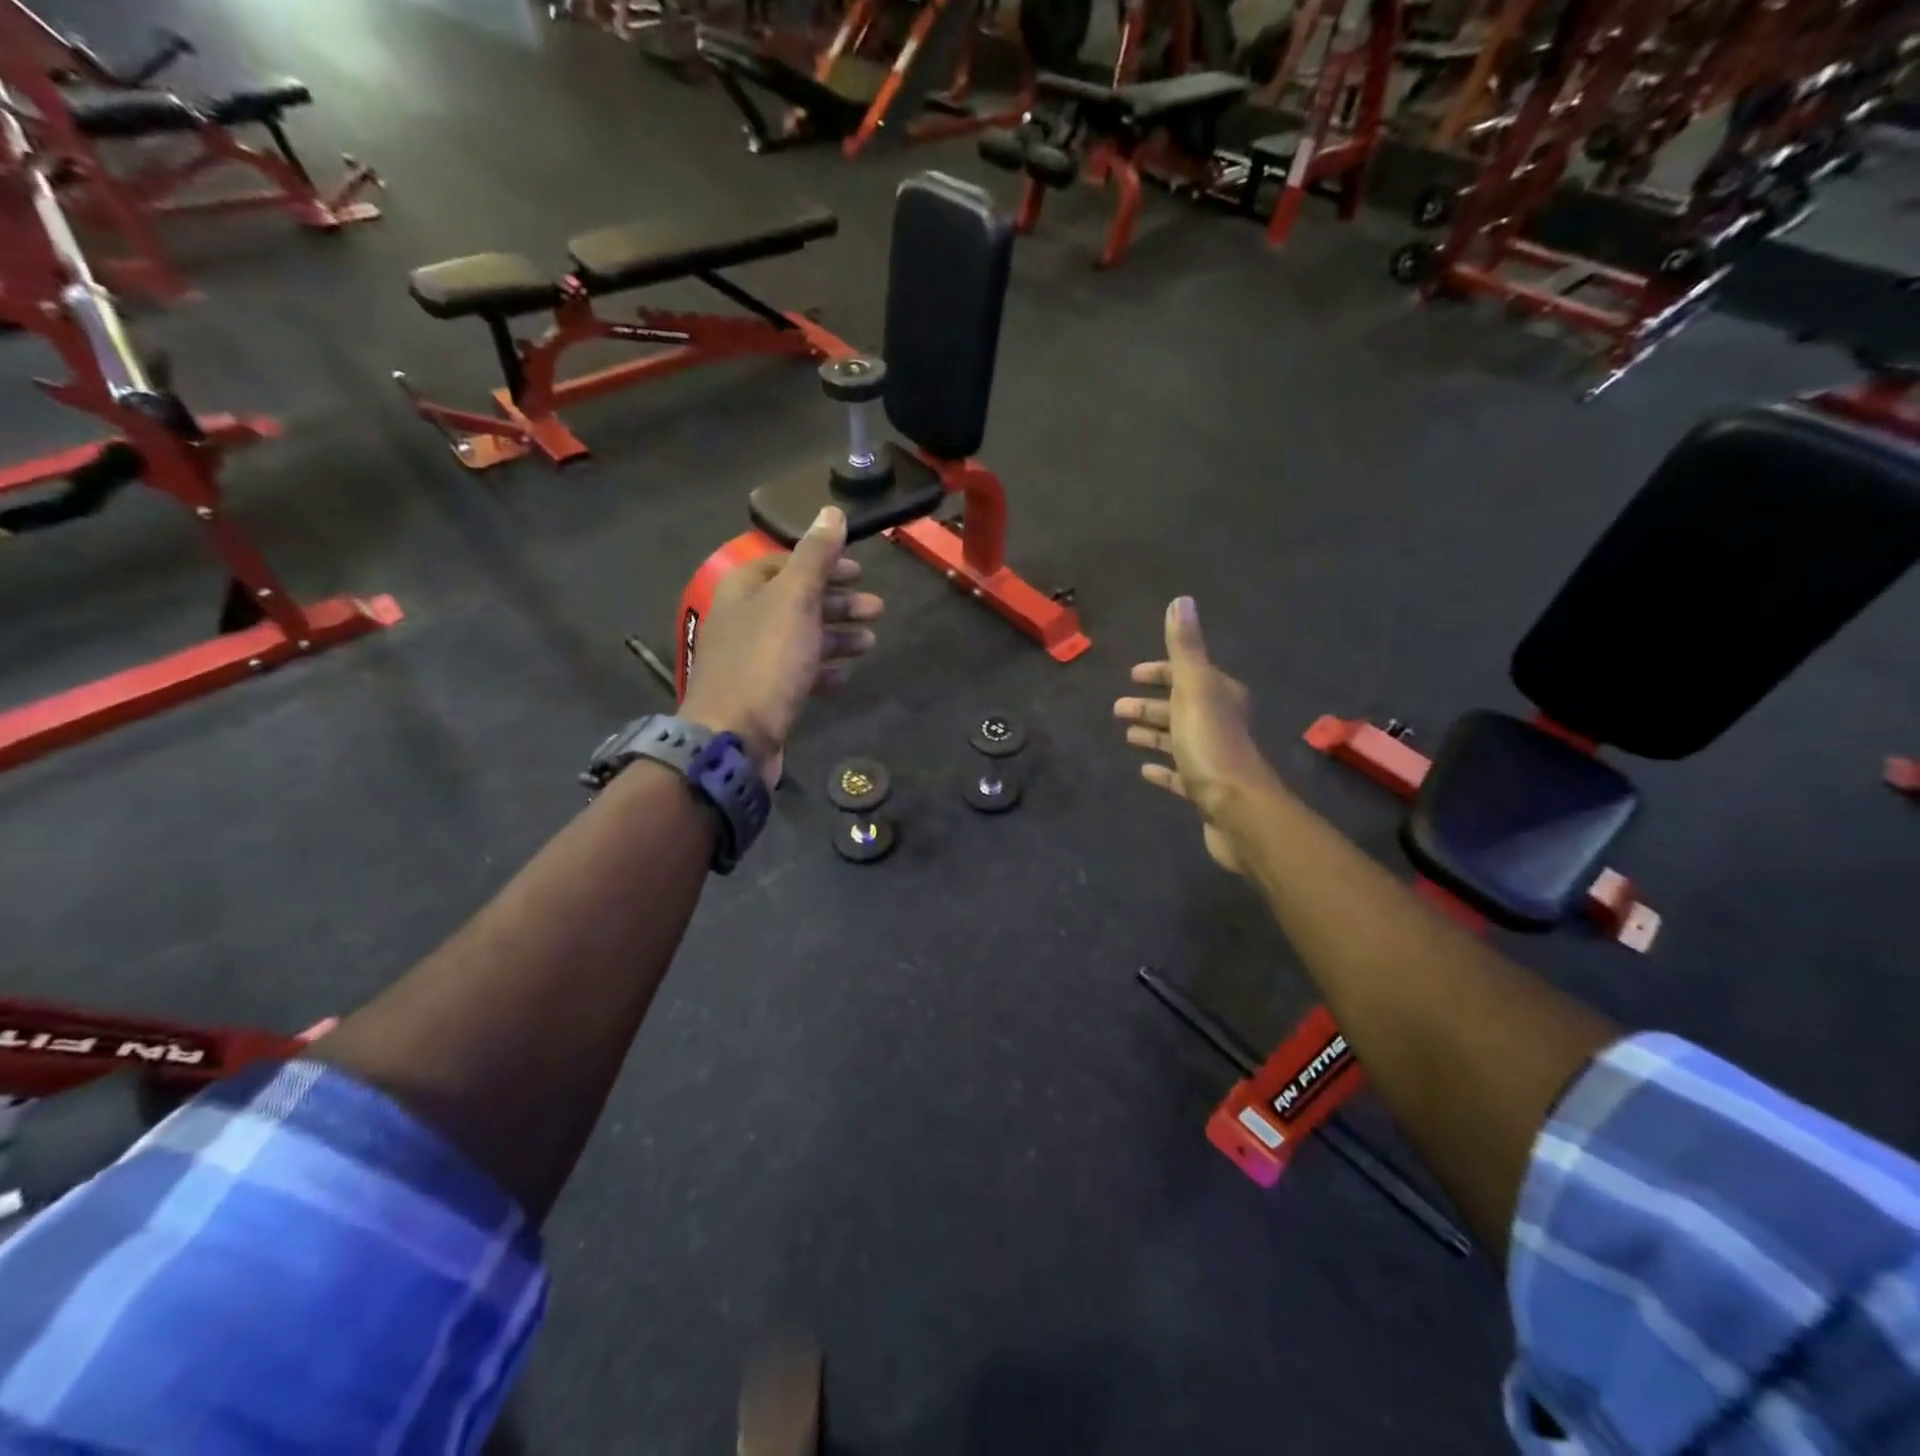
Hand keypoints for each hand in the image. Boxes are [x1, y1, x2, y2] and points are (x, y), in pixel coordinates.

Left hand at [681, 507, 882, 786]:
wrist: (734, 736)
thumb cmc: (766, 660)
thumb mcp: (795, 600)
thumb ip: (815, 556)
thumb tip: (831, 511)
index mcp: (744, 589)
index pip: (785, 563)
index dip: (823, 564)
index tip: (858, 572)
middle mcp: (744, 619)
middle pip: (797, 601)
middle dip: (838, 603)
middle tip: (876, 609)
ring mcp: (751, 659)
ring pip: (800, 637)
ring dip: (836, 636)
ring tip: (870, 643)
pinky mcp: (762, 693)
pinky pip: (796, 672)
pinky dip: (822, 669)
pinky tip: (843, 675)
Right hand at [1113, 597, 1270, 873]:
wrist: (1238, 811)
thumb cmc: (1212, 745)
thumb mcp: (1194, 689)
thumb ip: (1185, 648)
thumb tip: (1182, 600)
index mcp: (1220, 696)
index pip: (1187, 674)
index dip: (1160, 673)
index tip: (1133, 675)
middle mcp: (1221, 723)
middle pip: (1180, 707)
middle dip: (1150, 704)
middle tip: (1118, 708)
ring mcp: (1214, 758)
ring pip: (1178, 739)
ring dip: (1153, 734)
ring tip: (1125, 736)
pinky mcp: (1206, 790)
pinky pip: (1179, 774)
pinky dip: (1163, 769)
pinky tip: (1144, 771)